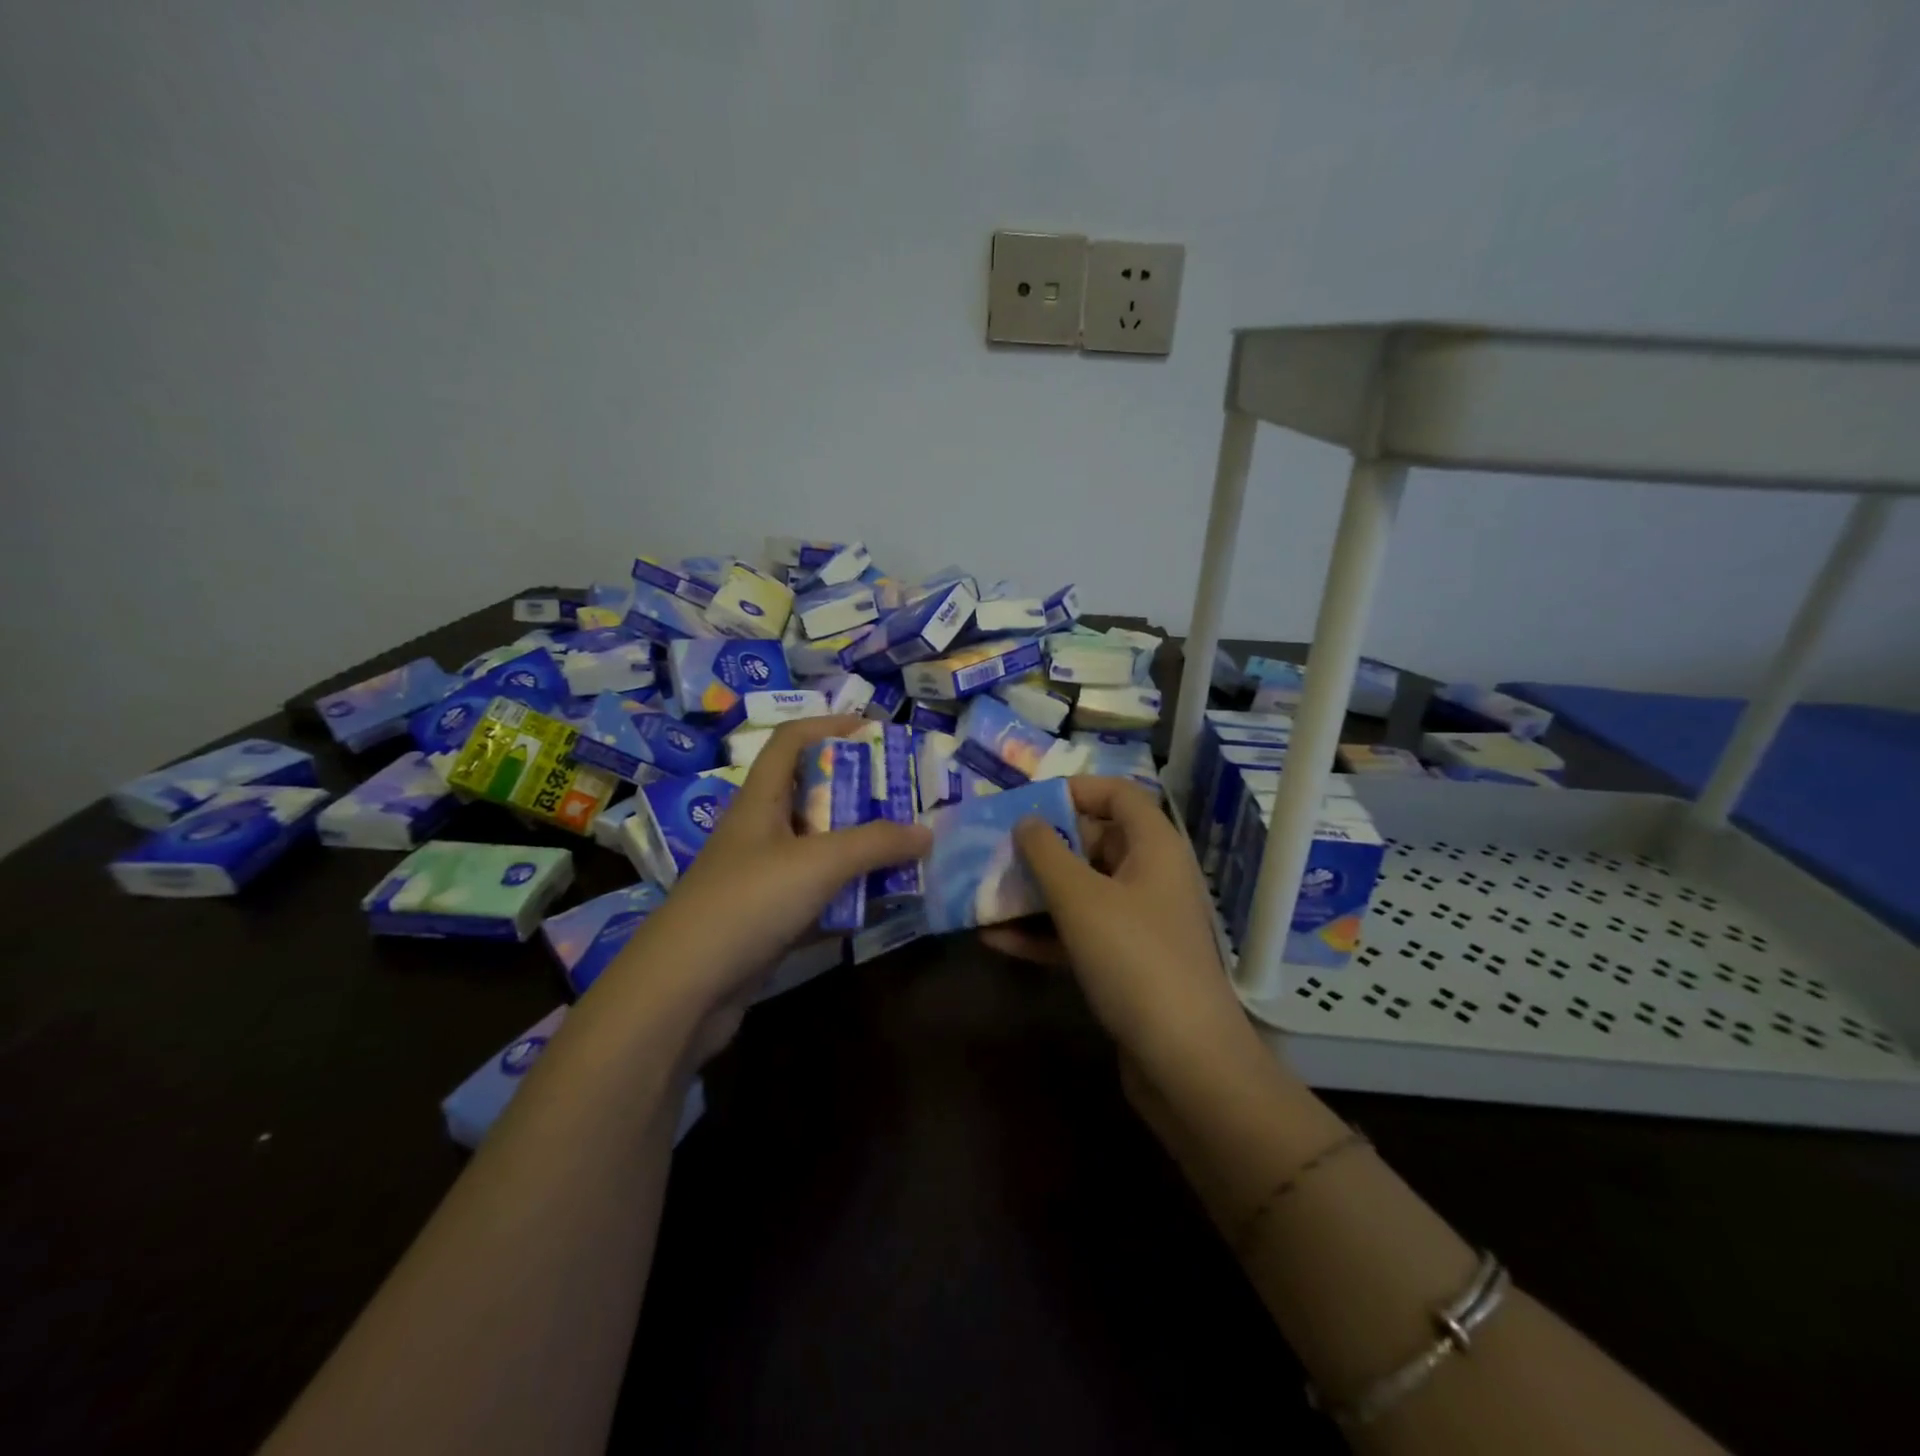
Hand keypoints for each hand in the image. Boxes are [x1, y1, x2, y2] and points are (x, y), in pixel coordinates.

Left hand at [619, 716, 930, 1046]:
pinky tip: (881, 901)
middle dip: (859, 791)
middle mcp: (760, 831)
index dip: (830, 725)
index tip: (875, 729)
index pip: (791, 741)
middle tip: (906, 796)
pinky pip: (817, 893)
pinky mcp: (768, 919)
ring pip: (819, 847)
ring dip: (859, 846)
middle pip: (812, 794)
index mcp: (761, 800)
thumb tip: (927, 832)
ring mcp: (762, 878)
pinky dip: (848, 893)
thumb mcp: (818, 863)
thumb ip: (875, 843)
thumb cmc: (747, 903)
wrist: (683, 990)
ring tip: (906, 846)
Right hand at [982, 777, 1245, 1069]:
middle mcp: (1149, 877)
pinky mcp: (1124, 964)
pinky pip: (1077, 934)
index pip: (1117, 794)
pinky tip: (994, 939)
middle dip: (1041, 846)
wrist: (1185, 1063)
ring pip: (1080, 891)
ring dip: (1033, 892)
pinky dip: (1041, 933)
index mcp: (1153, 847)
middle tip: (992, 851)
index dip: (1073, 790)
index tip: (1025, 803)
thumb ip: (1046, 852)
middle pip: (1092, 842)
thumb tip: (1026, 821)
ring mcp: (1138, 923)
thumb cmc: (1134, 960)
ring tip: (982, 892)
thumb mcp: (1080, 898)